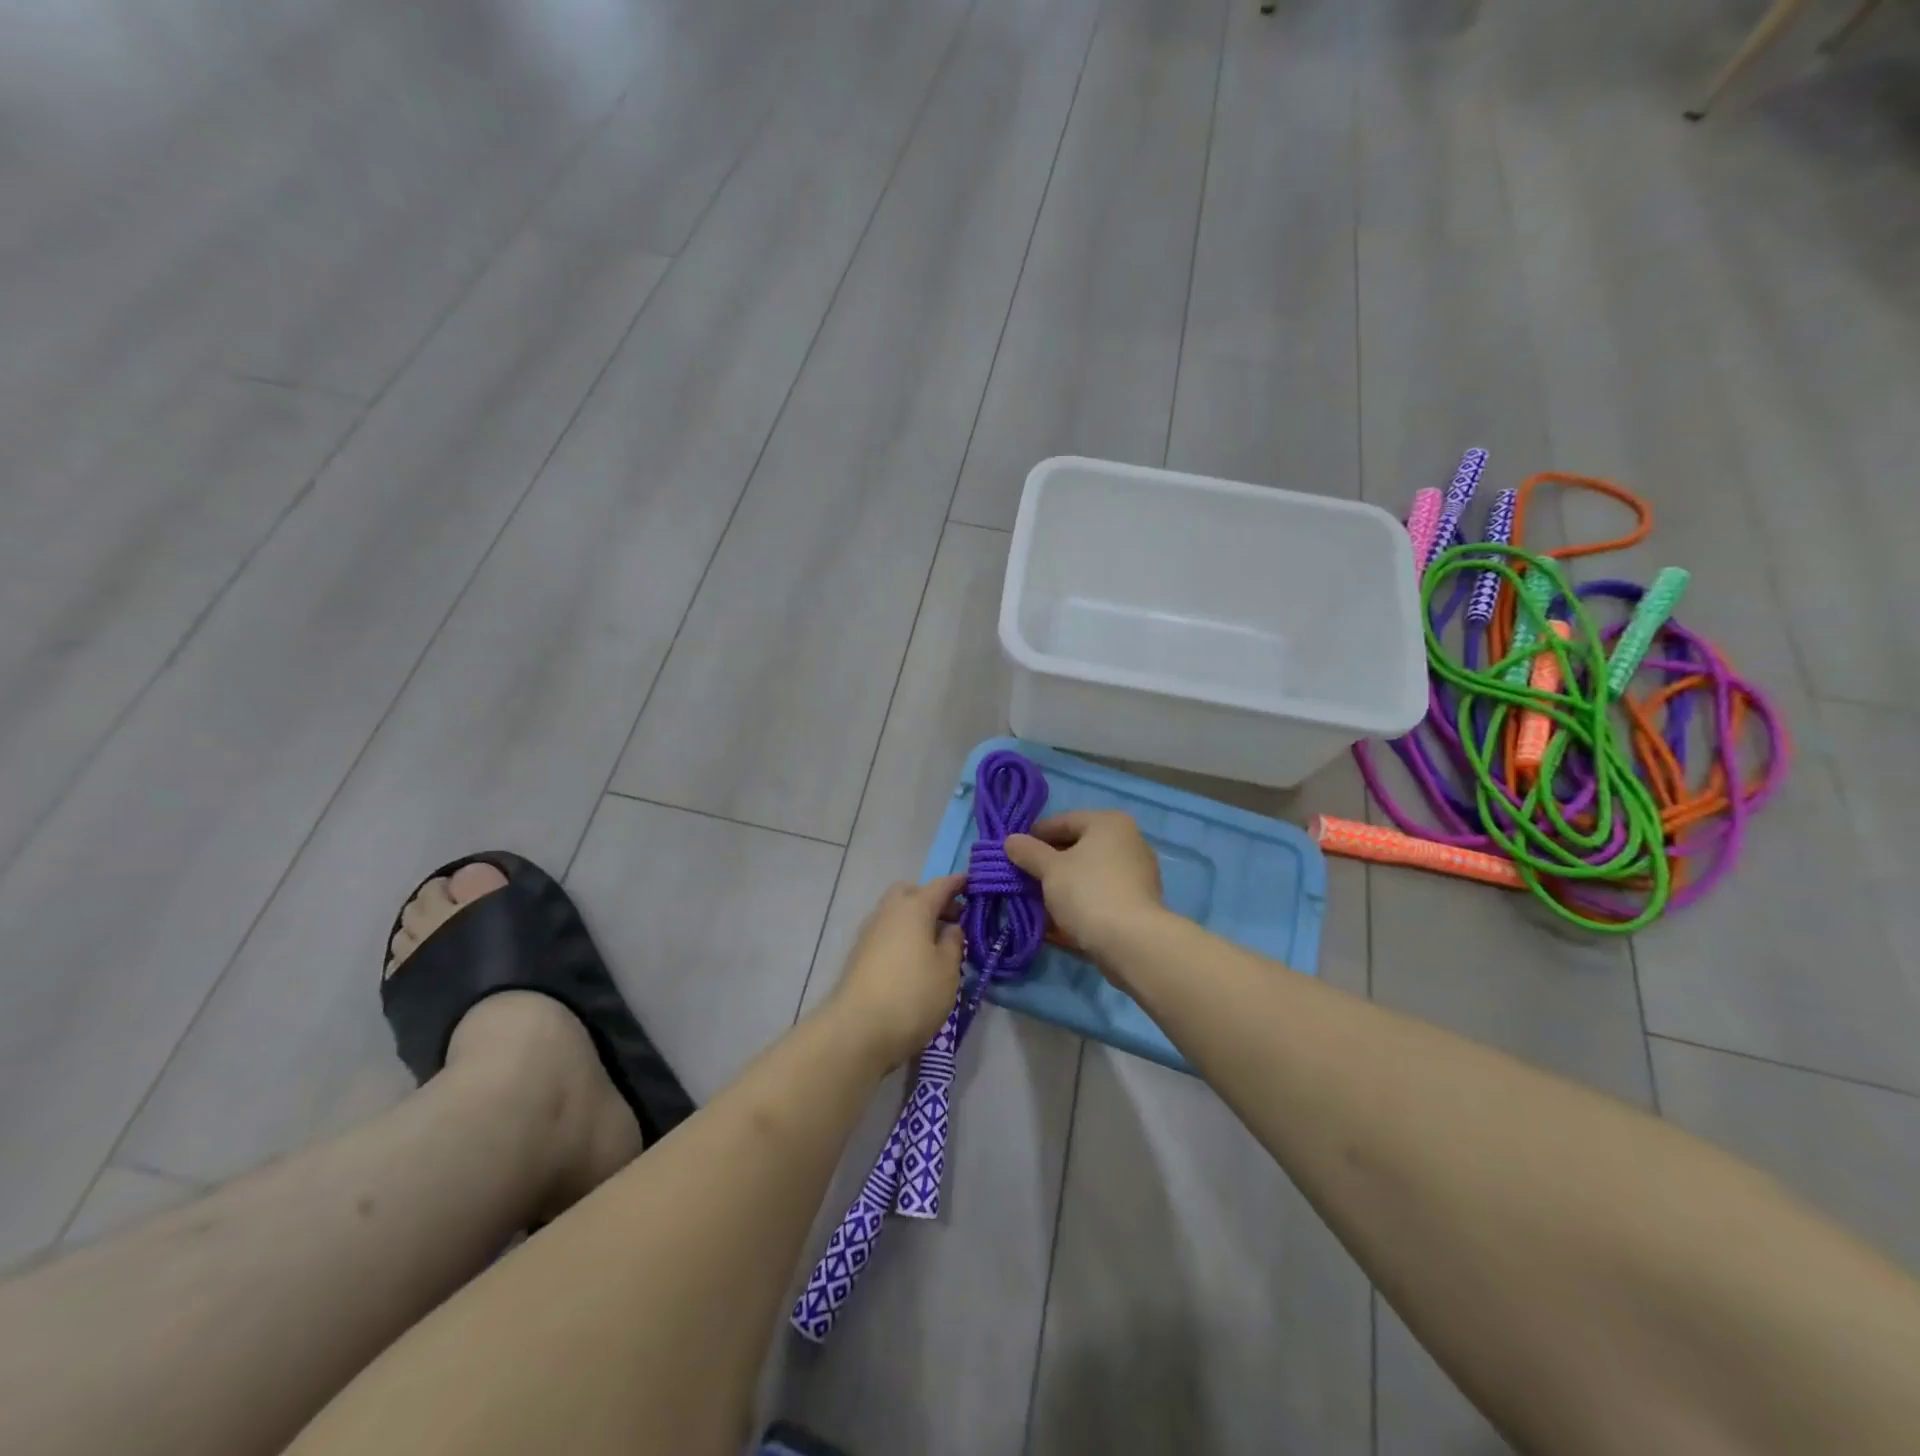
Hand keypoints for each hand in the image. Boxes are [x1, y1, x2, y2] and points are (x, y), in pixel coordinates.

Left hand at [827, 876, 965, 1068]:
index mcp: (913, 907)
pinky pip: (887, 933)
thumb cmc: (912, 995)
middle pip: (911, 893)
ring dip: (916, 920)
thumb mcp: (947, 970)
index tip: (973, 884)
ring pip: (896, 913)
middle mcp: (888, 912)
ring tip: (937, 946)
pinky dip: (903, 936)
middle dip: (932, 900)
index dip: (958, 884)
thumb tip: (950, 927)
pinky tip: (916, 961)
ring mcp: (870, 933)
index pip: (940, 885)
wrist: (857, 1030)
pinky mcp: (859, 955)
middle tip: (953, 921)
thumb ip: (953, 942)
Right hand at [1004, 811, 1163, 963]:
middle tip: (1022, 879)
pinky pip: (1100, 896)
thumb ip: (1028, 852)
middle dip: (1048, 865)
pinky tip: (1057, 922)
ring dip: (1062, 887)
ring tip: (1036, 903)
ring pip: (1088, 875)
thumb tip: (1011, 841)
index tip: (1013, 854)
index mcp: (1109, 823)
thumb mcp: (1050, 869)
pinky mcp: (1138, 903)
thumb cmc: (1088, 892)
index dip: (1034, 837)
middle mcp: (1128, 841)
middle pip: (1077, 848)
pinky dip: (1079, 904)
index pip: (1062, 821)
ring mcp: (1137, 874)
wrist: (1132, 942)